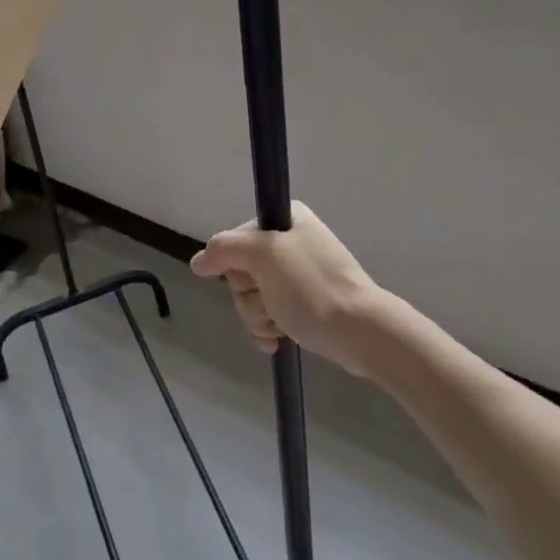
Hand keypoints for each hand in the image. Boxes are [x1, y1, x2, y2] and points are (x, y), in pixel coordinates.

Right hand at [190, 202, 402, 377]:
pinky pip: (268, 313)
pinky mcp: (303, 302)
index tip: (253, 276)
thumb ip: (225, 250)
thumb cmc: (312, 288)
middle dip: (249, 296)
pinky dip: (269, 328)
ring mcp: (297, 274)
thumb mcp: (264, 256)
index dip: (235, 264)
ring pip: (251, 296)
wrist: (361, 331)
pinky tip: (280, 340)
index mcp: (285, 219)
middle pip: (241, 271)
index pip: (234, 240)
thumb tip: (197, 261)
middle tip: (272, 302)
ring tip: (282, 325)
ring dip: (260, 316)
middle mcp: (290, 240)